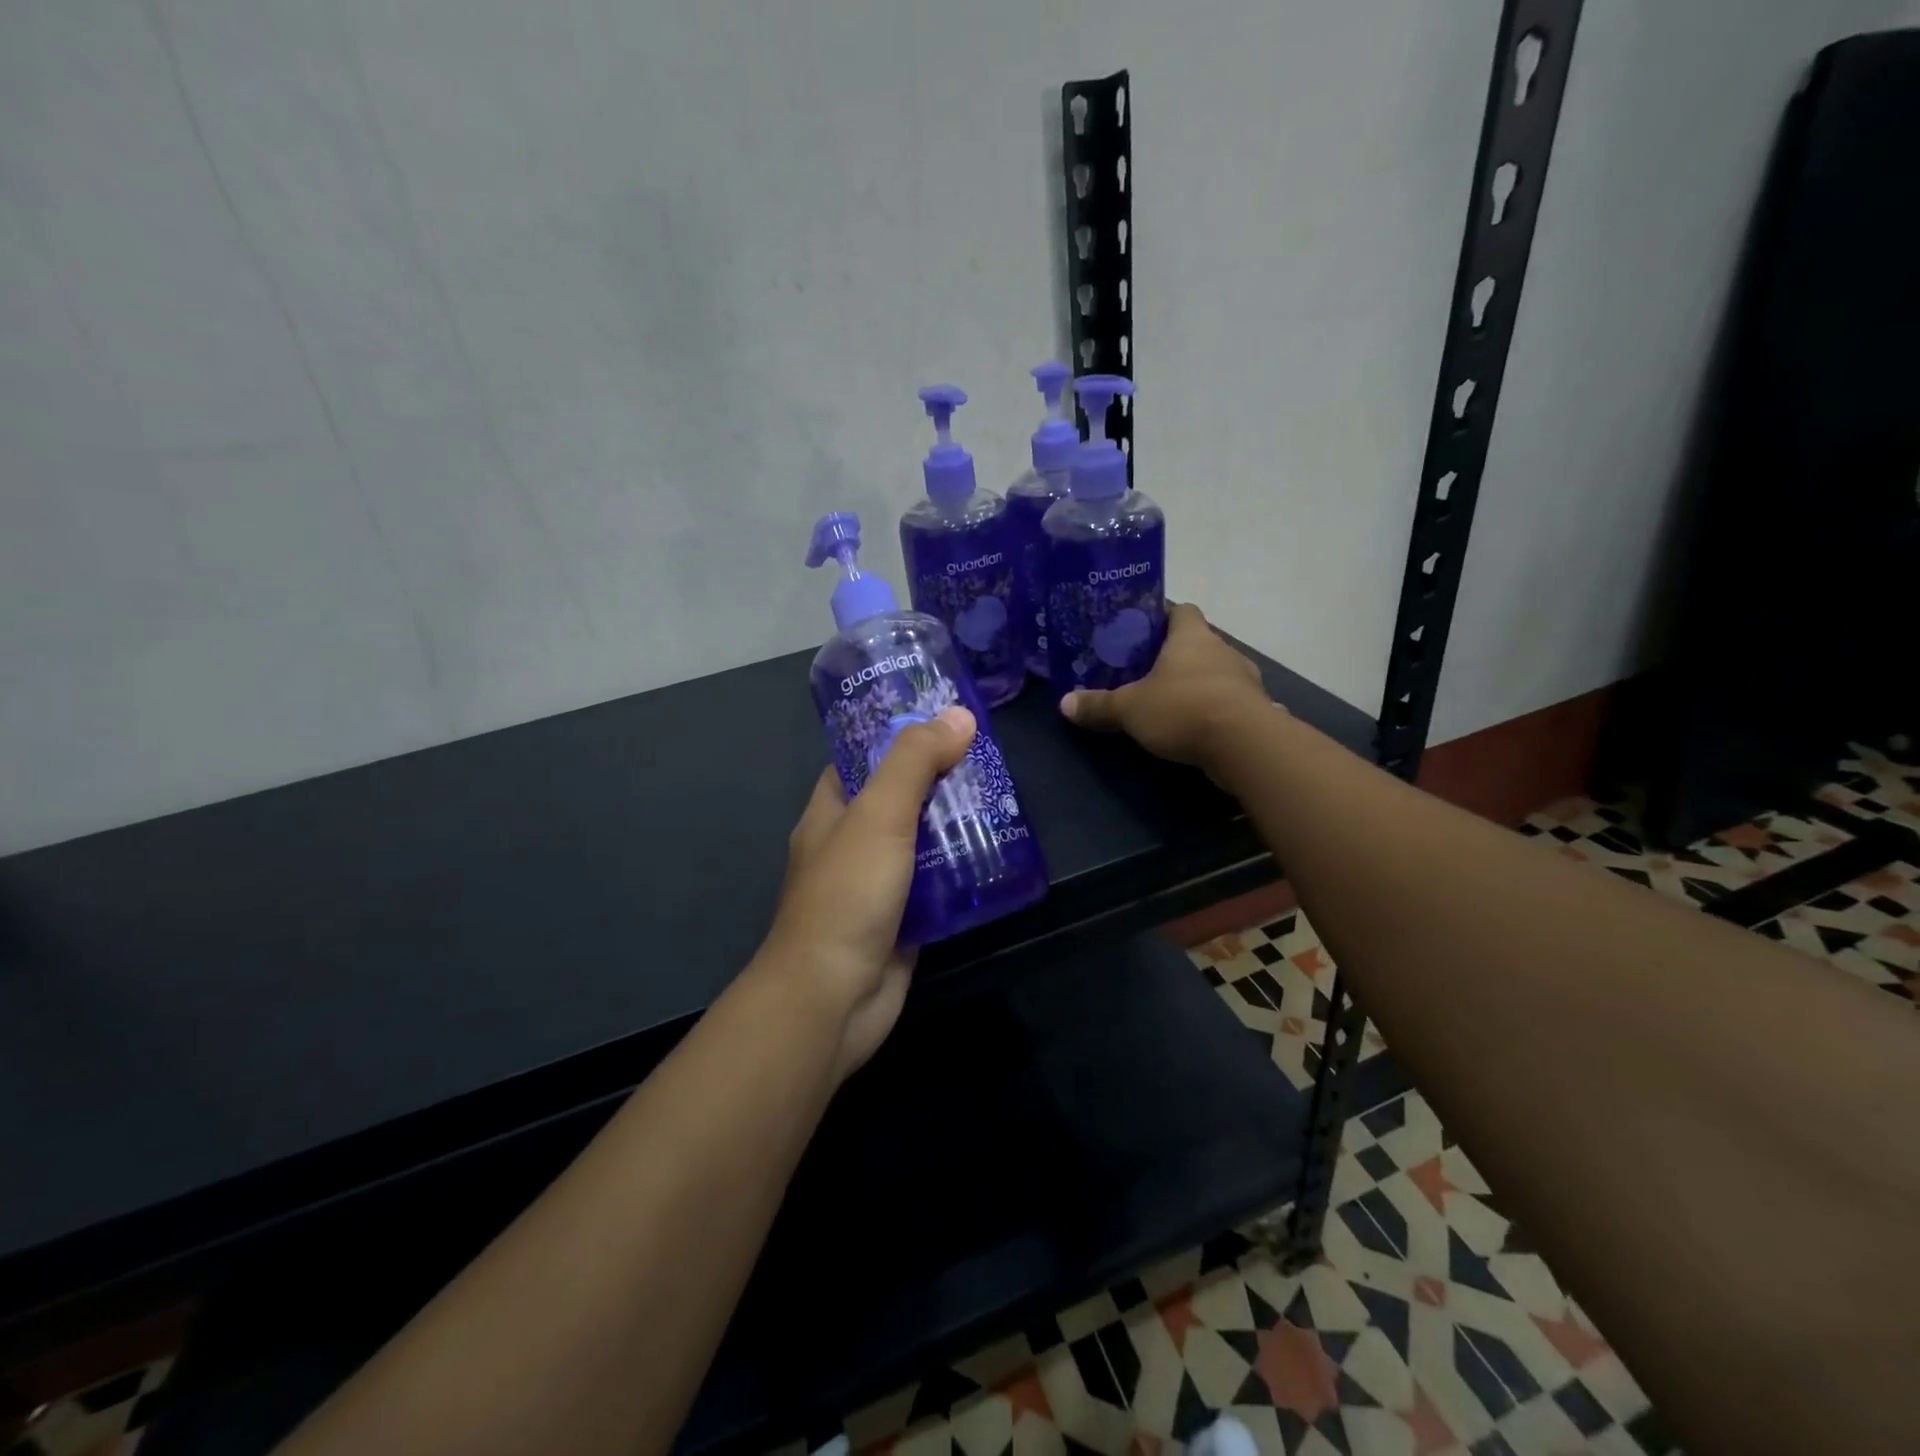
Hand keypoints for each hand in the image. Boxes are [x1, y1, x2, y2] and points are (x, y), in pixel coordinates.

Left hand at [757, 706, 975, 1079]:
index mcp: (831, 811)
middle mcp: (851, 843)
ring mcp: (877, 884)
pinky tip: (999, 855)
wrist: (833, 999)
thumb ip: (914, 762)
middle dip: (940, 780)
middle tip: (989, 759)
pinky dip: (962, 871)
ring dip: (956, 825)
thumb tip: (958, 715)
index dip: (899, 735)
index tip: (944, 719)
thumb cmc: (847, 895)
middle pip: (900, 798)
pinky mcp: (903, 920)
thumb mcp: (879, 814)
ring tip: (1004, 800)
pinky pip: (937, 884)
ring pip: (922, 842)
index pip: (863, 758)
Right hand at [1059, 602, 1274, 780]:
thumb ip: (1099, 705)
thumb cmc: (1183, 709)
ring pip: (1216, 672)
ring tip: (1171, 702)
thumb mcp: (1130, 708)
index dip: (1161, 616)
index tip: (1141, 629)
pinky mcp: (1257, 709)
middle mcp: (1222, 650)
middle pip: (1198, 642)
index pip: (1181, 610)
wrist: (1245, 745)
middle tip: (1146, 671)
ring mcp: (1245, 680)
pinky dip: (1217, 710)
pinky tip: (1203, 726)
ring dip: (1198, 683)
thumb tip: (1064, 703)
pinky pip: (1231, 702)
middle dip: (1175, 655)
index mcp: (1191, 636)